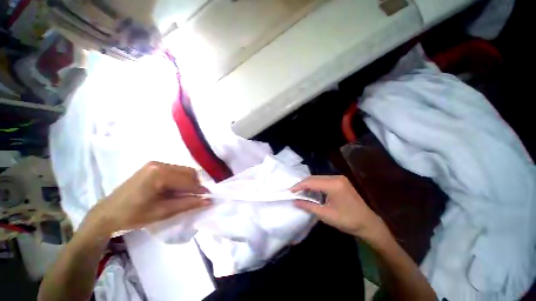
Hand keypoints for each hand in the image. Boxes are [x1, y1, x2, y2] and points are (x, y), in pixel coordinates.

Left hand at [86, 162, 209, 235]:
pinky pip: (175, 170)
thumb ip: (187, 204)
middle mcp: (159, 164)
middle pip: (188, 172)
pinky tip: (175, 190)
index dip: (200, 190)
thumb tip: (208, 201)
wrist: (107, 213)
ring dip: (188, 182)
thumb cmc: (133, 216)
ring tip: (184, 195)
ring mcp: (155, 164)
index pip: (188, 180)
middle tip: (195, 198)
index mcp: (159, 174)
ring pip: (183, 170)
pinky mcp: (153, 166)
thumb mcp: (163, 212)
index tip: (208, 198)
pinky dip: (180, 180)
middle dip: (195, 185)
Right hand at [291, 176, 387, 241]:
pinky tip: (312, 191)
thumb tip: (294, 202)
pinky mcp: (341, 181)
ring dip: (309, 184)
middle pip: (314, 178)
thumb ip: (308, 206)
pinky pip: (324, 180)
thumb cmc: (347, 220)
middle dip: (303, 184)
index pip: (311, 182)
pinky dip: (316, 185)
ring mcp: (339, 178)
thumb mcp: (326, 215)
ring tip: (301, 192)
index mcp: (333, 184)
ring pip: (318, 178)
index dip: (299, 186)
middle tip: (294, 192)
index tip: (289, 191)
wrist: (368, 223)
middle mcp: (336, 177)